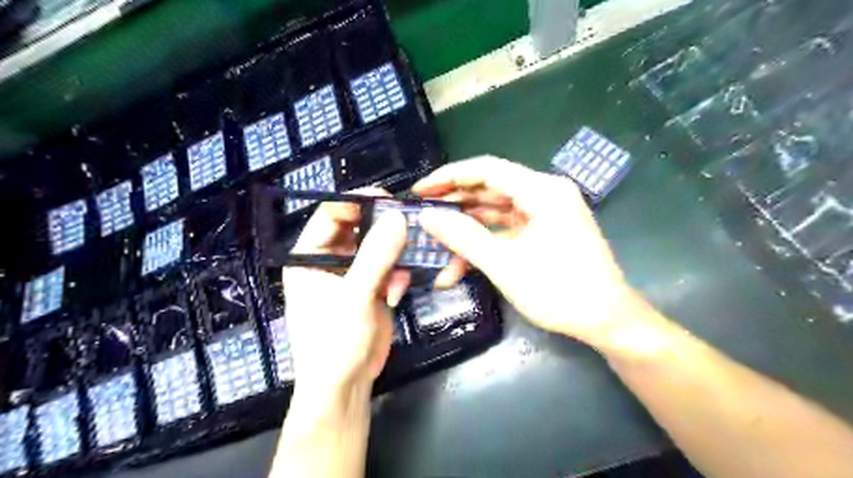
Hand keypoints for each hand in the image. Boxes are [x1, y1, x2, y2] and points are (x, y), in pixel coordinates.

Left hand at [283, 189, 410, 397]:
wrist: (346, 386)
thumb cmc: (335, 342)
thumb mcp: (354, 297)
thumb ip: (375, 256)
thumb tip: (396, 217)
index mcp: (308, 256)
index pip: (330, 215)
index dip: (356, 203)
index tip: (387, 199)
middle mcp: (329, 260)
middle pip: (358, 228)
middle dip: (383, 228)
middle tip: (408, 223)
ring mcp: (353, 274)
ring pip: (378, 246)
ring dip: (394, 254)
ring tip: (404, 267)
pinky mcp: (372, 287)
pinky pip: (389, 267)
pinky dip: (397, 274)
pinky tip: (399, 291)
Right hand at [415, 157, 638, 349]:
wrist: (608, 322)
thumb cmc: (560, 291)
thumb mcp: (505, 264)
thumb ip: (463, 237)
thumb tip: (427, 217)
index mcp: (542, 191)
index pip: (486, 170)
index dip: (449, 177)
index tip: (420, 190)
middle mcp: (544, 195)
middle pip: (489, 190)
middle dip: (454, 206)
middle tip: (421, 217)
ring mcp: (545, 215)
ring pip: (494, 214)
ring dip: (465, 232)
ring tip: (433, 246)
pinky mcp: (543, 233)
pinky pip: (506, 231)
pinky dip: (483, 245)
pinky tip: (458, 266)